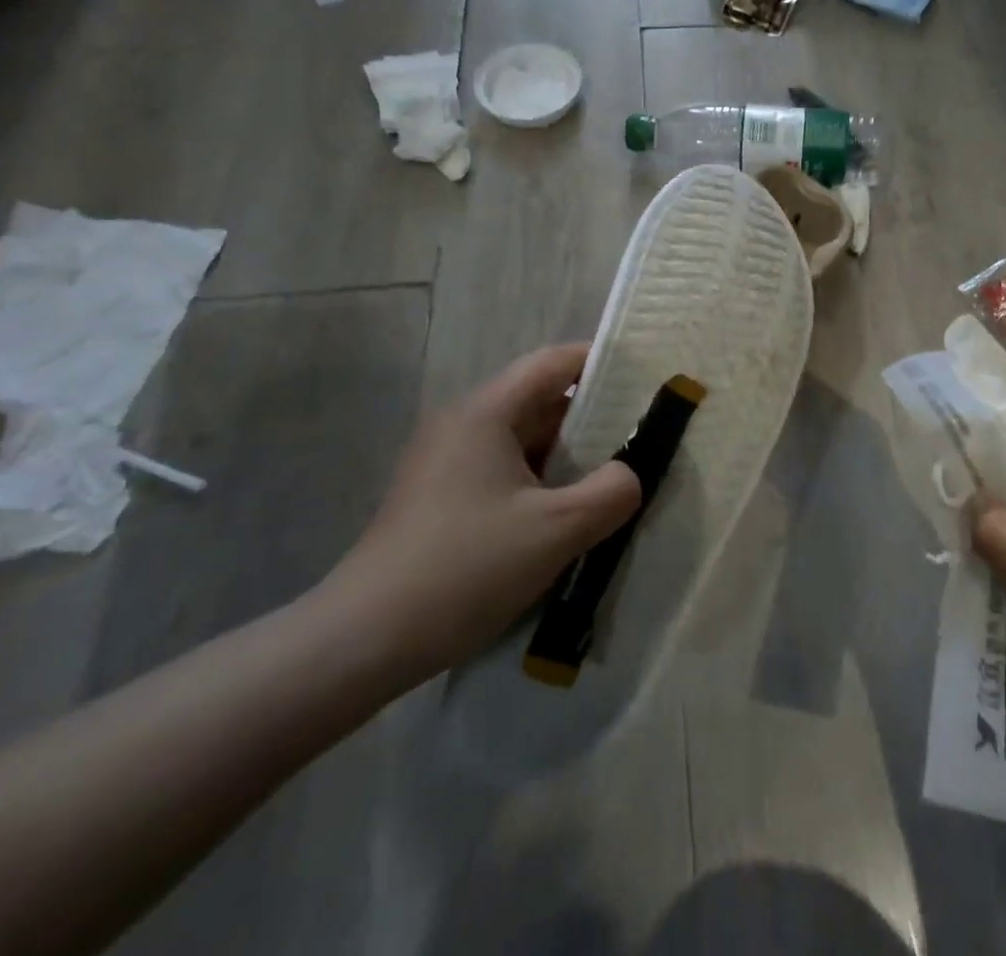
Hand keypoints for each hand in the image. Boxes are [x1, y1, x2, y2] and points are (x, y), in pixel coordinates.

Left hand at [323, 344, 640, 681]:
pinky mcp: (441, 498)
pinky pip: (506, 471)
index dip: (602, 362)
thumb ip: (612, 492)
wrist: (362, 642)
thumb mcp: (557, 530)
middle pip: (541, 401)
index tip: (643, 381)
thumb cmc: (465, 568)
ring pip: (524, 441)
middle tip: (640, 438)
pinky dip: (542, 482)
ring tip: (612, 480)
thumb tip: (630, 474)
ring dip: (569, 456)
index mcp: (486, 413)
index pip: (553, 362)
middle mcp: (463, 425)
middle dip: (593, 418)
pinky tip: (566, 517)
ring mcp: (447, 462)